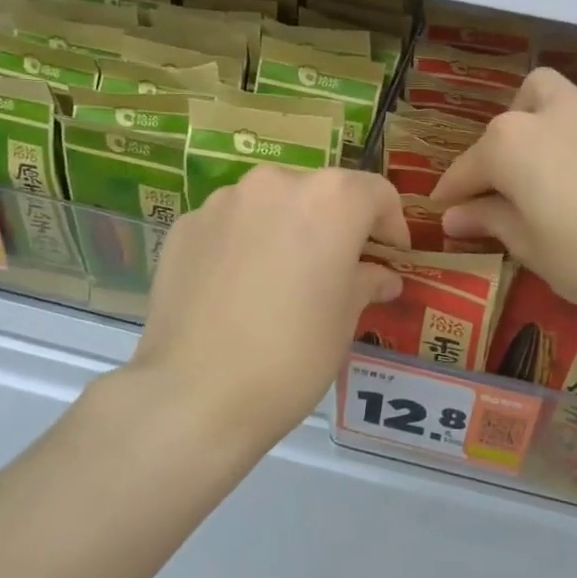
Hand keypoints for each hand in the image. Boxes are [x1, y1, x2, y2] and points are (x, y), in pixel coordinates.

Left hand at [129, 165, 408, 450]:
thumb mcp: (344, 320)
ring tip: (281, 278)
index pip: (376, 193)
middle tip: (337, 268)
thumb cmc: (291, 354)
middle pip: (320, 193)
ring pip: (271, 204)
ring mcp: (223, 201)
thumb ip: (366, 282)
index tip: (390, 255)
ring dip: (286, 228)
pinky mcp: (185, 226)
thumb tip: (381, 276)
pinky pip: (230, 224)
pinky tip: (238, 288)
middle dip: (335, 224)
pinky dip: (243, 243)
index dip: (391, 224)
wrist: (195, 394)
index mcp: (330, 199)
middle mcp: (276, 183)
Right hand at [431, 67, 576, 324]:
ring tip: (538, 143)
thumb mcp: (528, 246)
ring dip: (534, 109)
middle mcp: (543, 116)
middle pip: (503, 129)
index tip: (442, 212)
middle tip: (498, 196)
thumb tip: (453, 217)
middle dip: (492, 158)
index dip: (451, 194)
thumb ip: (488, 220)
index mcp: (508, 146)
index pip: (466, 170)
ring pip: (548, 87)